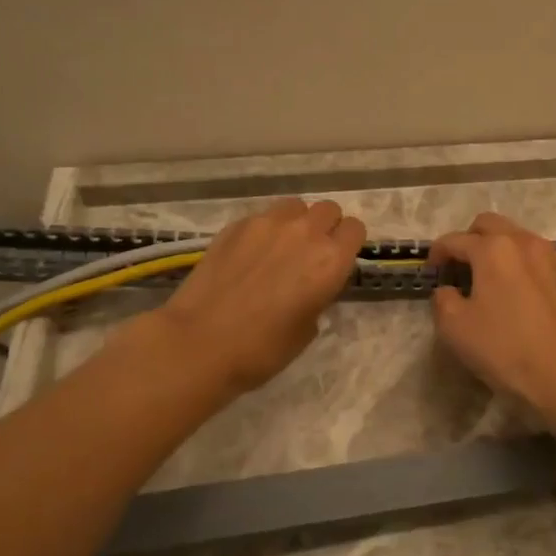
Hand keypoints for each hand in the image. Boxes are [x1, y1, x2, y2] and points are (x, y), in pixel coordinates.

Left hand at [157, 199, 365, 395]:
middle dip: (326, 227)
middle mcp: (305, 232)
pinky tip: (250, 255)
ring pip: (296, 206)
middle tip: (310, 254)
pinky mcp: (236, 225)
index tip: (337, 261)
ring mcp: (268, 223)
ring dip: (296, 222)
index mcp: (330, 260)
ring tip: (281, 248)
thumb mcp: (307, 329)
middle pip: (328, 210)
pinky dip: (265, 230)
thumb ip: (319, 296)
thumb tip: (310, 287)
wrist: (200, 342)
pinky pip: (263, 216)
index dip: (348, 244)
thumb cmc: (262, 349)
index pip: (355, 229)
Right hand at [427, 212, 555, 421]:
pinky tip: (513, 291)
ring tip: (486, 279)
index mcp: (494, 249)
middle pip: (488, 225)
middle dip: (467, 240)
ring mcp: (550, 256)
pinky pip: (534, 255)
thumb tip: (448, 290)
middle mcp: (524, 242)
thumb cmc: (505, 350)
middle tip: (457, 268)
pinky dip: (517, 261)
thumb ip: (442, 299)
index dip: (436, 254)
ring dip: (495, 248)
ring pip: (515, 236)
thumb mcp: (455, 328)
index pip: (455, 240)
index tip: (430, 273)